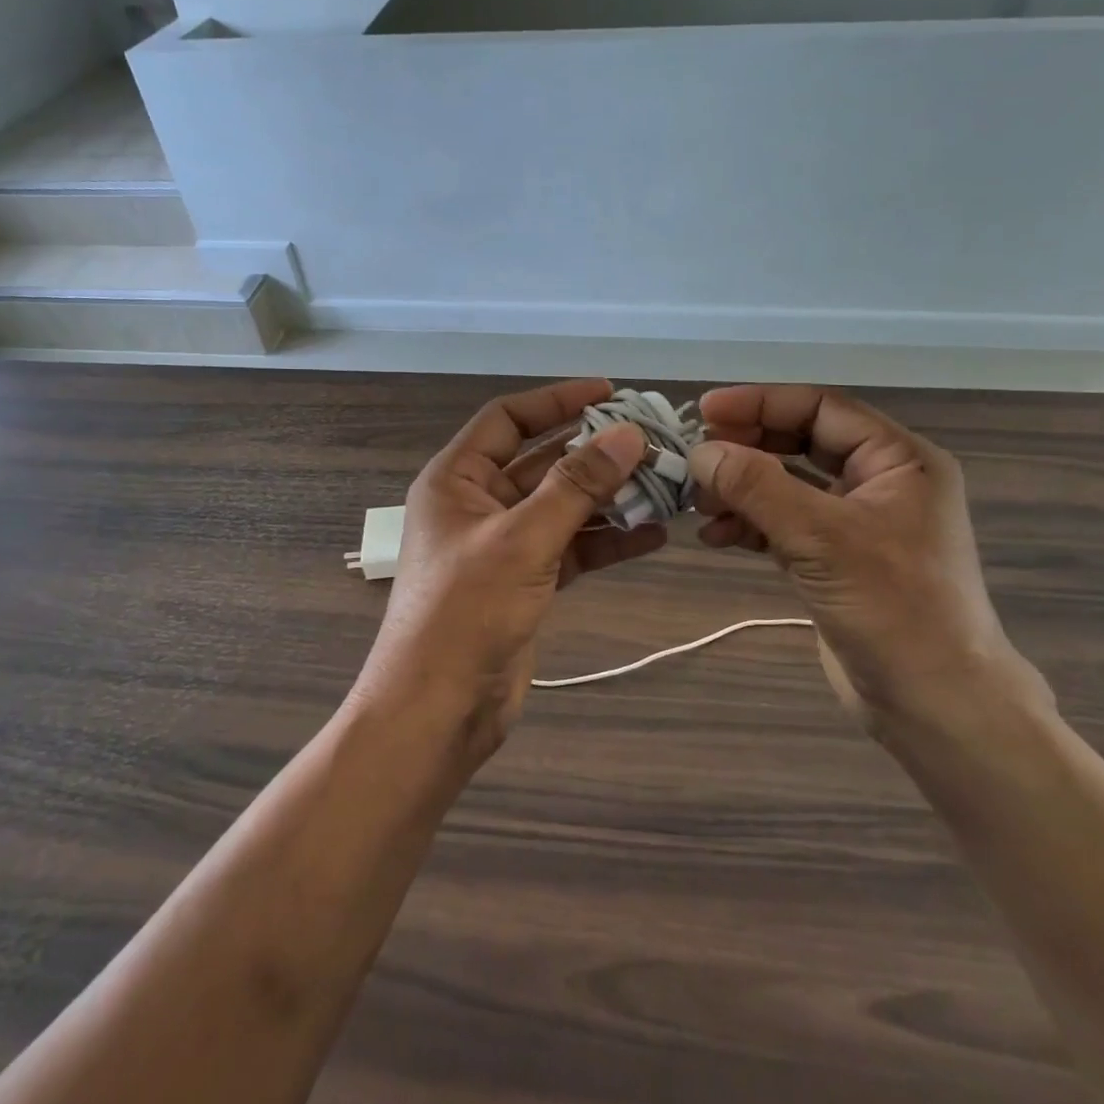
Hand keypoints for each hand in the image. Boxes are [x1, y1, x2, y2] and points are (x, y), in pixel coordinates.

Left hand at [356, 379, 667, 761]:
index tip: (610, 393)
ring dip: (609, 497)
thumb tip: (628, 434)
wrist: (439, 710)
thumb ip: (577, 485)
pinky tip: (652, 534)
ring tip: (664, 486)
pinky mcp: (526, 581)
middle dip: (595, 453)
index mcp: (457, 478)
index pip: (508, 419)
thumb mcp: (522, 539)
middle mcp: (479, 503)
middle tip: (653, 441)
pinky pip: (572, 547)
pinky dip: (607, 541)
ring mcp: (504, 544)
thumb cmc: (466, 611)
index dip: (557, 400)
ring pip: (563, 506)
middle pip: (543, 461)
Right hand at [690, 385, 1048, 740]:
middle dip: (747, 449)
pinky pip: (784, 524)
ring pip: (787, 486)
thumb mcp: (822, 539)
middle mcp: (880, 482)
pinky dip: (750, 525)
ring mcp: (856, 523)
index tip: (705, 411)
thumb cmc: (894, 610)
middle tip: (696, 458)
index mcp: (898, 461)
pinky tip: (717, 537)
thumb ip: (758, 488)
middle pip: (800, 443)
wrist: (935, 706)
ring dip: (741, 489)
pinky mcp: (835, 560)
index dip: (760, 404)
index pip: (821, 408)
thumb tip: (701, 451)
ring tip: (699, 504)